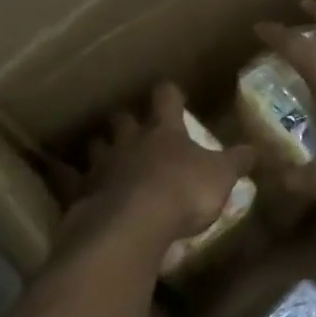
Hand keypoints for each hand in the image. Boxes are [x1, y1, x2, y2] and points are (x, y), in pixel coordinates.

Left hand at [54, 83, 254, 244]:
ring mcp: (102, 165)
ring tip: (103, 153)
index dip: (169, 94)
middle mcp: (130, 141)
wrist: (132, 225)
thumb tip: (255, 148)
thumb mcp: (220, 177)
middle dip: (127, 120)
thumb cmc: (182, 193)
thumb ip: (236, 162)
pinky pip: (68, 180)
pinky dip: (65, 177)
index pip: (166, 99)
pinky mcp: (81, 192)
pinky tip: (60, 177)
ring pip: (96, 146)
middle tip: (132, 124)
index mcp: (164, 132)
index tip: (171, 92)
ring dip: (100, 147)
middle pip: (124, 120)